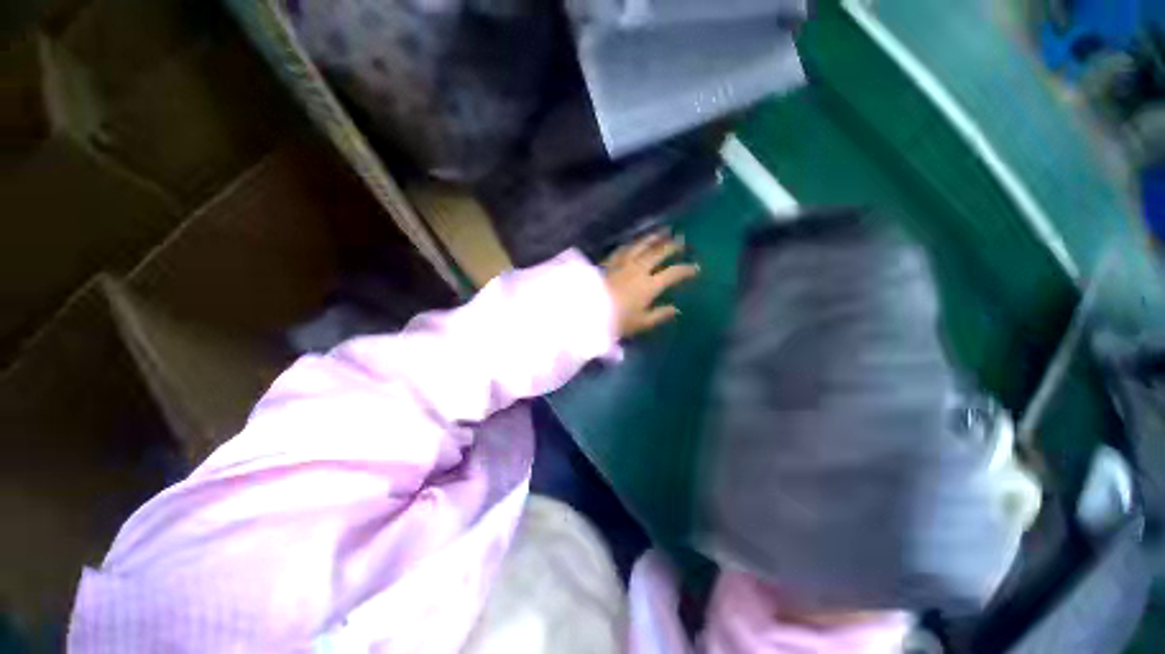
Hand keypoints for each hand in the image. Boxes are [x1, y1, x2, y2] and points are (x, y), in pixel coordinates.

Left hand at [603, 230, 699, 337]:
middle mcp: (638, 269)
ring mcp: (623, 263)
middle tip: (681, 240)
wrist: (587, 312)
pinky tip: (633, 242)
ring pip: (641, 245)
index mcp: (649, 285)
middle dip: (671, 246)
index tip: (695, 268)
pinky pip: (623, 249)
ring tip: (662, 232)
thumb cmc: (616, 321)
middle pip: (658, 253)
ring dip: (653, 238)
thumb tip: (676, 309)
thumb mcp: (641, 323)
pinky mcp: (608, 262)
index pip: (673, 273)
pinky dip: (631, 244)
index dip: (686, 269)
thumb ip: (660, 315)